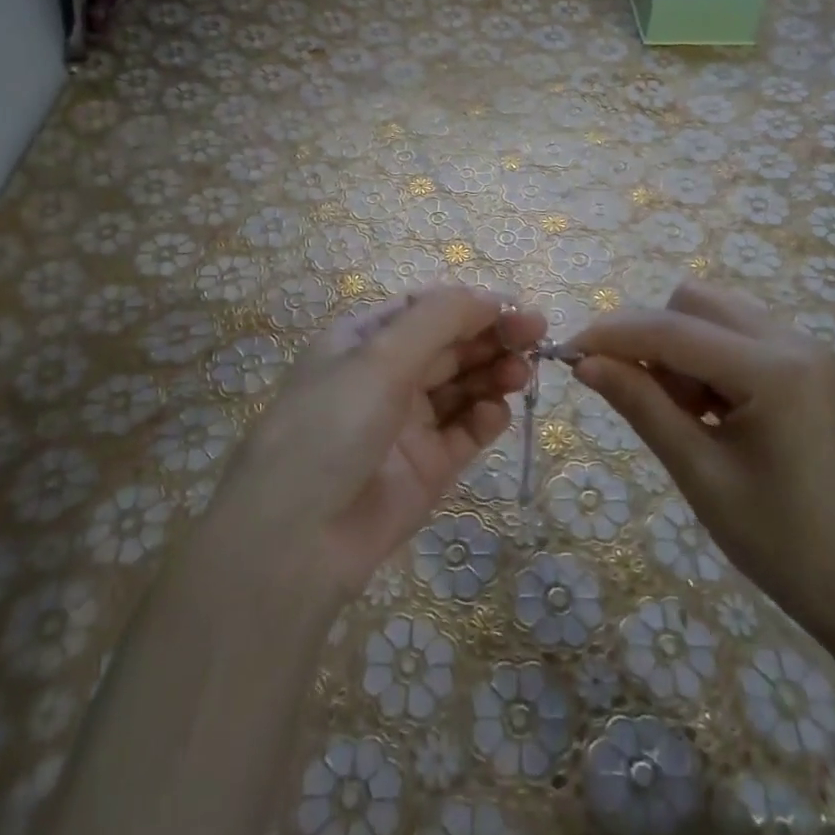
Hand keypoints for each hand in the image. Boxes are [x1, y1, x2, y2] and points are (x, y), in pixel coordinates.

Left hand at [206, 285, 546, 608]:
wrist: (297, 537)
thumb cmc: (332, 425)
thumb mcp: (379, 357)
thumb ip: (439, 320)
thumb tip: (490, 297)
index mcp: (363, 341)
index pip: (427, 311)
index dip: (472, 306)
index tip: (516, 309)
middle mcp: (385, 377)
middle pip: (450, 346)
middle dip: (491, 337)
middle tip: (537, 337)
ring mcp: (407, 423)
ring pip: (462, 386)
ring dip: (494, 374)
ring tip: (522, 374)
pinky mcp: (428, 467)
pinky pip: (465, 432)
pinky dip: (485, 417)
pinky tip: (496, 412)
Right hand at [568, 281, 834, 645]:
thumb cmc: (785, 544)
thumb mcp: (701, 475)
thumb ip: (641, 406)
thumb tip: (585, 363)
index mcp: (774, 369)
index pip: (672, 329)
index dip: (612, 335)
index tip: (567, 353)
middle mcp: (794, 341)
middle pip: (694, 303)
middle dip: (650, 336)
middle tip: (636, 394)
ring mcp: (808, 351)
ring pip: (716, 316)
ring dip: (679, 347)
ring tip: (680, 413)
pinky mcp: (810, 369)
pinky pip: (739, 338)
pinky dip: (707, 360)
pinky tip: (709, 412)